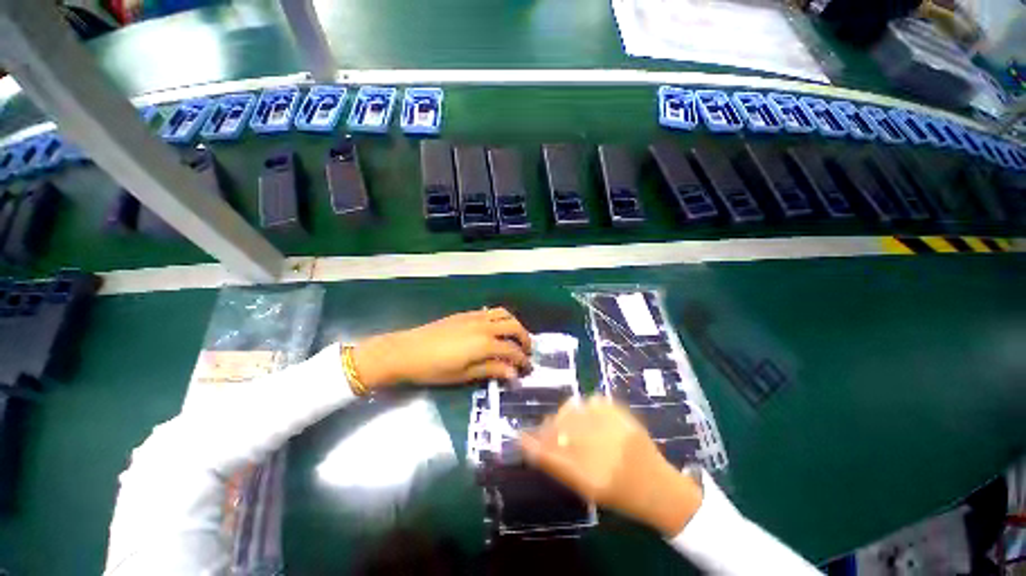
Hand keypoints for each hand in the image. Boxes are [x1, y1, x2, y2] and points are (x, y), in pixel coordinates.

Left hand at [351, 307, 531, 388]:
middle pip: (513, 326)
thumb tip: (513, 373)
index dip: (522, 360)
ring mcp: (475, 317)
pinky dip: (500, 318)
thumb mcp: (463, 374)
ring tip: (514, 337)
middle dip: (524, 338)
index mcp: (485, 343)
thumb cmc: (434, 369)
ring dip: (514, 324)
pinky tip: (495, 330)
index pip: (512, 350)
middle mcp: (484, 326)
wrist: (406, 351)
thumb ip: (490, 370)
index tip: (526, 369)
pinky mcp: (465, 314)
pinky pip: (490, 311)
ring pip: (503, 313)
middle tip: (526, 352)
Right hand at [520, 396, 703, 535]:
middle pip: (561, 428)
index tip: (521, 437)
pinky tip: (589, 414)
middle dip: (548, 426)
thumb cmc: (621, 495)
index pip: (552, 455)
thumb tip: (533, 447)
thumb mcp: (588, 488)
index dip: (534, 444)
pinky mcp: (626, 416)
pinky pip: (596, 401)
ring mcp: (615, 430)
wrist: (660, 489)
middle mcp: (603, 451)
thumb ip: (559, 466)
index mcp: (592, 477)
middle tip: (547, 428)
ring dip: (566, 414)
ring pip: (576, 411)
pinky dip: (587, 406)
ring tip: (568, 420)